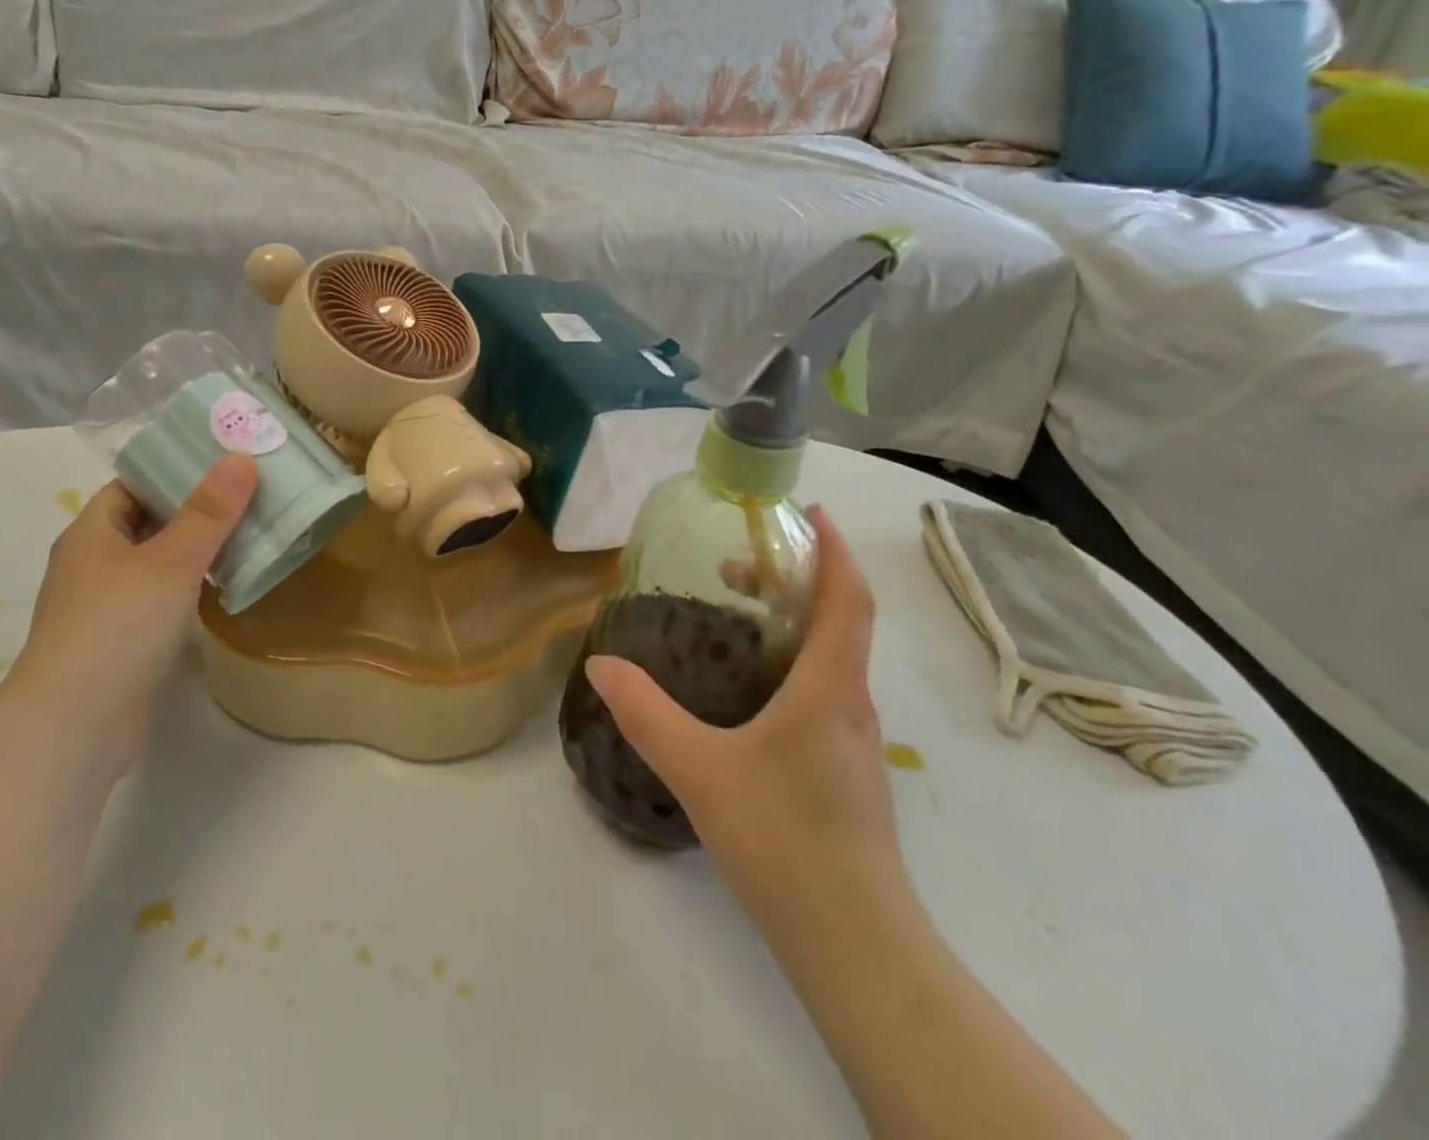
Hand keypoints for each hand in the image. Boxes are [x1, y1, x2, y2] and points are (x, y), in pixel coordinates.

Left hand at [2, 456, 258, 777]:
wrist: (75, 726)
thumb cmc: (118, 627)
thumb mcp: (171, 561)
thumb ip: (209, 512)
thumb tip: (241, 458)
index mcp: (91, 533)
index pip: (132, 484)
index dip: (174, 471)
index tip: (224, 465)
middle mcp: (91, 564)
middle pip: (147, 522)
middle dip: (194, 510)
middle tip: (248, 497)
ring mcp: (102, 607)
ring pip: (154, 563)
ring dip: (194, 551)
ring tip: (247, 536)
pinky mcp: (119, 642)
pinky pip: (158, 599)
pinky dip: (188, 588)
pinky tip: (222, 589)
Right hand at [584, 509, 905, 950]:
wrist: (854, 943)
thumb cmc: (783, 839)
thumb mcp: (699, 769)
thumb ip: (645, 713)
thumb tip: (600, 662)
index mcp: (830, 687)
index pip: (848, 598)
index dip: (835, 549)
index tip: (809, 512)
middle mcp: (852, 704)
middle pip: (841, 621)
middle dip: (799, 580)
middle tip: (740, 567)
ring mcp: (855, 741)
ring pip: (834, 658)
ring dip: (796, 622)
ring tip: (738, 616)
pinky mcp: (847, 770)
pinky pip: (826, 691)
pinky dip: (796, 662)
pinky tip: (751, 688)